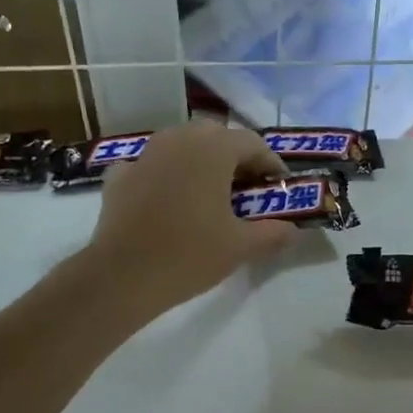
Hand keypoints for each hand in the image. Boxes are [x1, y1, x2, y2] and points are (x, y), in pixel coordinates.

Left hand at [84, 121, 295, 321]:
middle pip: (215, 136)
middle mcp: (178, 140)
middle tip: (246, 188)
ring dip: (200, 161)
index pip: (252, 143)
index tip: (280, 187)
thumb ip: (273, 233)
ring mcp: (145, 154)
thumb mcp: (241, 246)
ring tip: (210, 192)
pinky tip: (169, 200)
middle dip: (235, 157)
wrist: (123, 276)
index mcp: (212, 149)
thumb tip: (293, 230)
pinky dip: (166, 175)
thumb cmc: (190, 254)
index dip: (271, 164)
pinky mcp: (120, 175)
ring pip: (181, 145)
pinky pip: (152, 165)